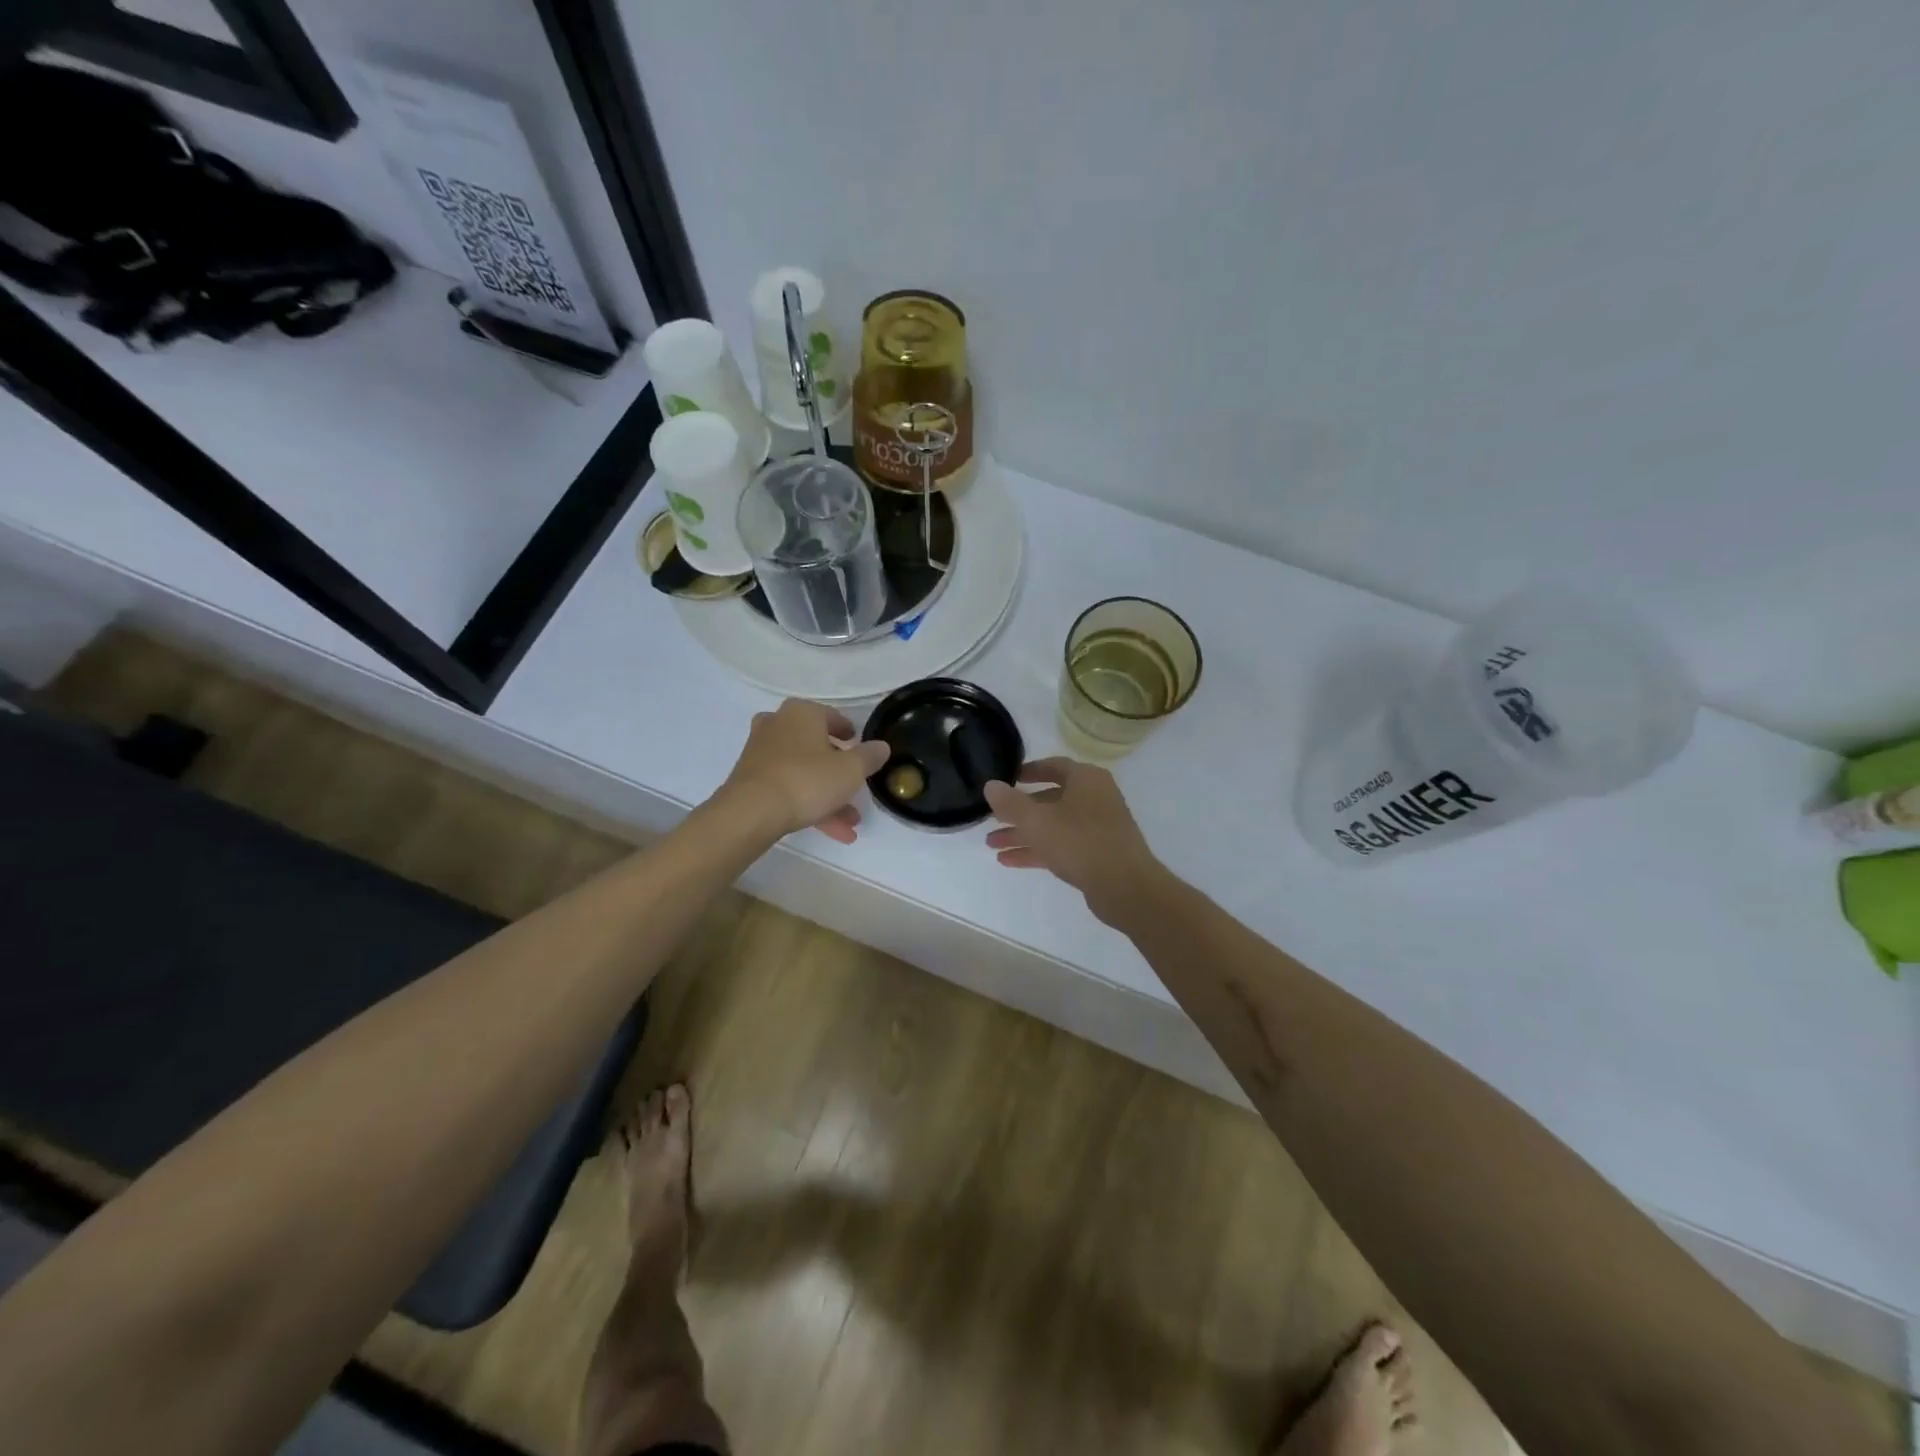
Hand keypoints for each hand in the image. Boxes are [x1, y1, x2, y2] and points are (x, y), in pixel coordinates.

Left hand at [720, 700, 890, 843]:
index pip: (831, 717)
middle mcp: (778, 726)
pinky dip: (809, 804)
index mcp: (802, 713)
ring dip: (828, 796)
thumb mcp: (851, 770)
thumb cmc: (807, 780)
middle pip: (816, 747)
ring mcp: (761, 753)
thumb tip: (881, 746)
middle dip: (839, 773)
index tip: (859, 745)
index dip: (848, 732)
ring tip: (850, 823)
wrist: (751, 812)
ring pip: (803, 772)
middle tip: (856, 789)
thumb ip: (869, 756)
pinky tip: (832, 831)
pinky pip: (788, 788)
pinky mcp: (751, 780)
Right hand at [984, 759, 1166, 923]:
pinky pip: (1061, 845)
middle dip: (1018, 812)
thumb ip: (1010, 803)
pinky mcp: (1097, 853)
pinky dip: (1037, 850)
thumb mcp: (1037, 821)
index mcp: (1086, 779)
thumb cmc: (1080, 842)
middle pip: (1050, 799)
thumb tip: (990, 785)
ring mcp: (1098, 827)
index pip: (1054, 766)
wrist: (1125, 886)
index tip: (1006, 780)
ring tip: (992, 845)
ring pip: (1053, 825)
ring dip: (1023, 834)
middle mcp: (1094, 798)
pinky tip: (1009, 861)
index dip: (1028, 771)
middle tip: (991, 820)